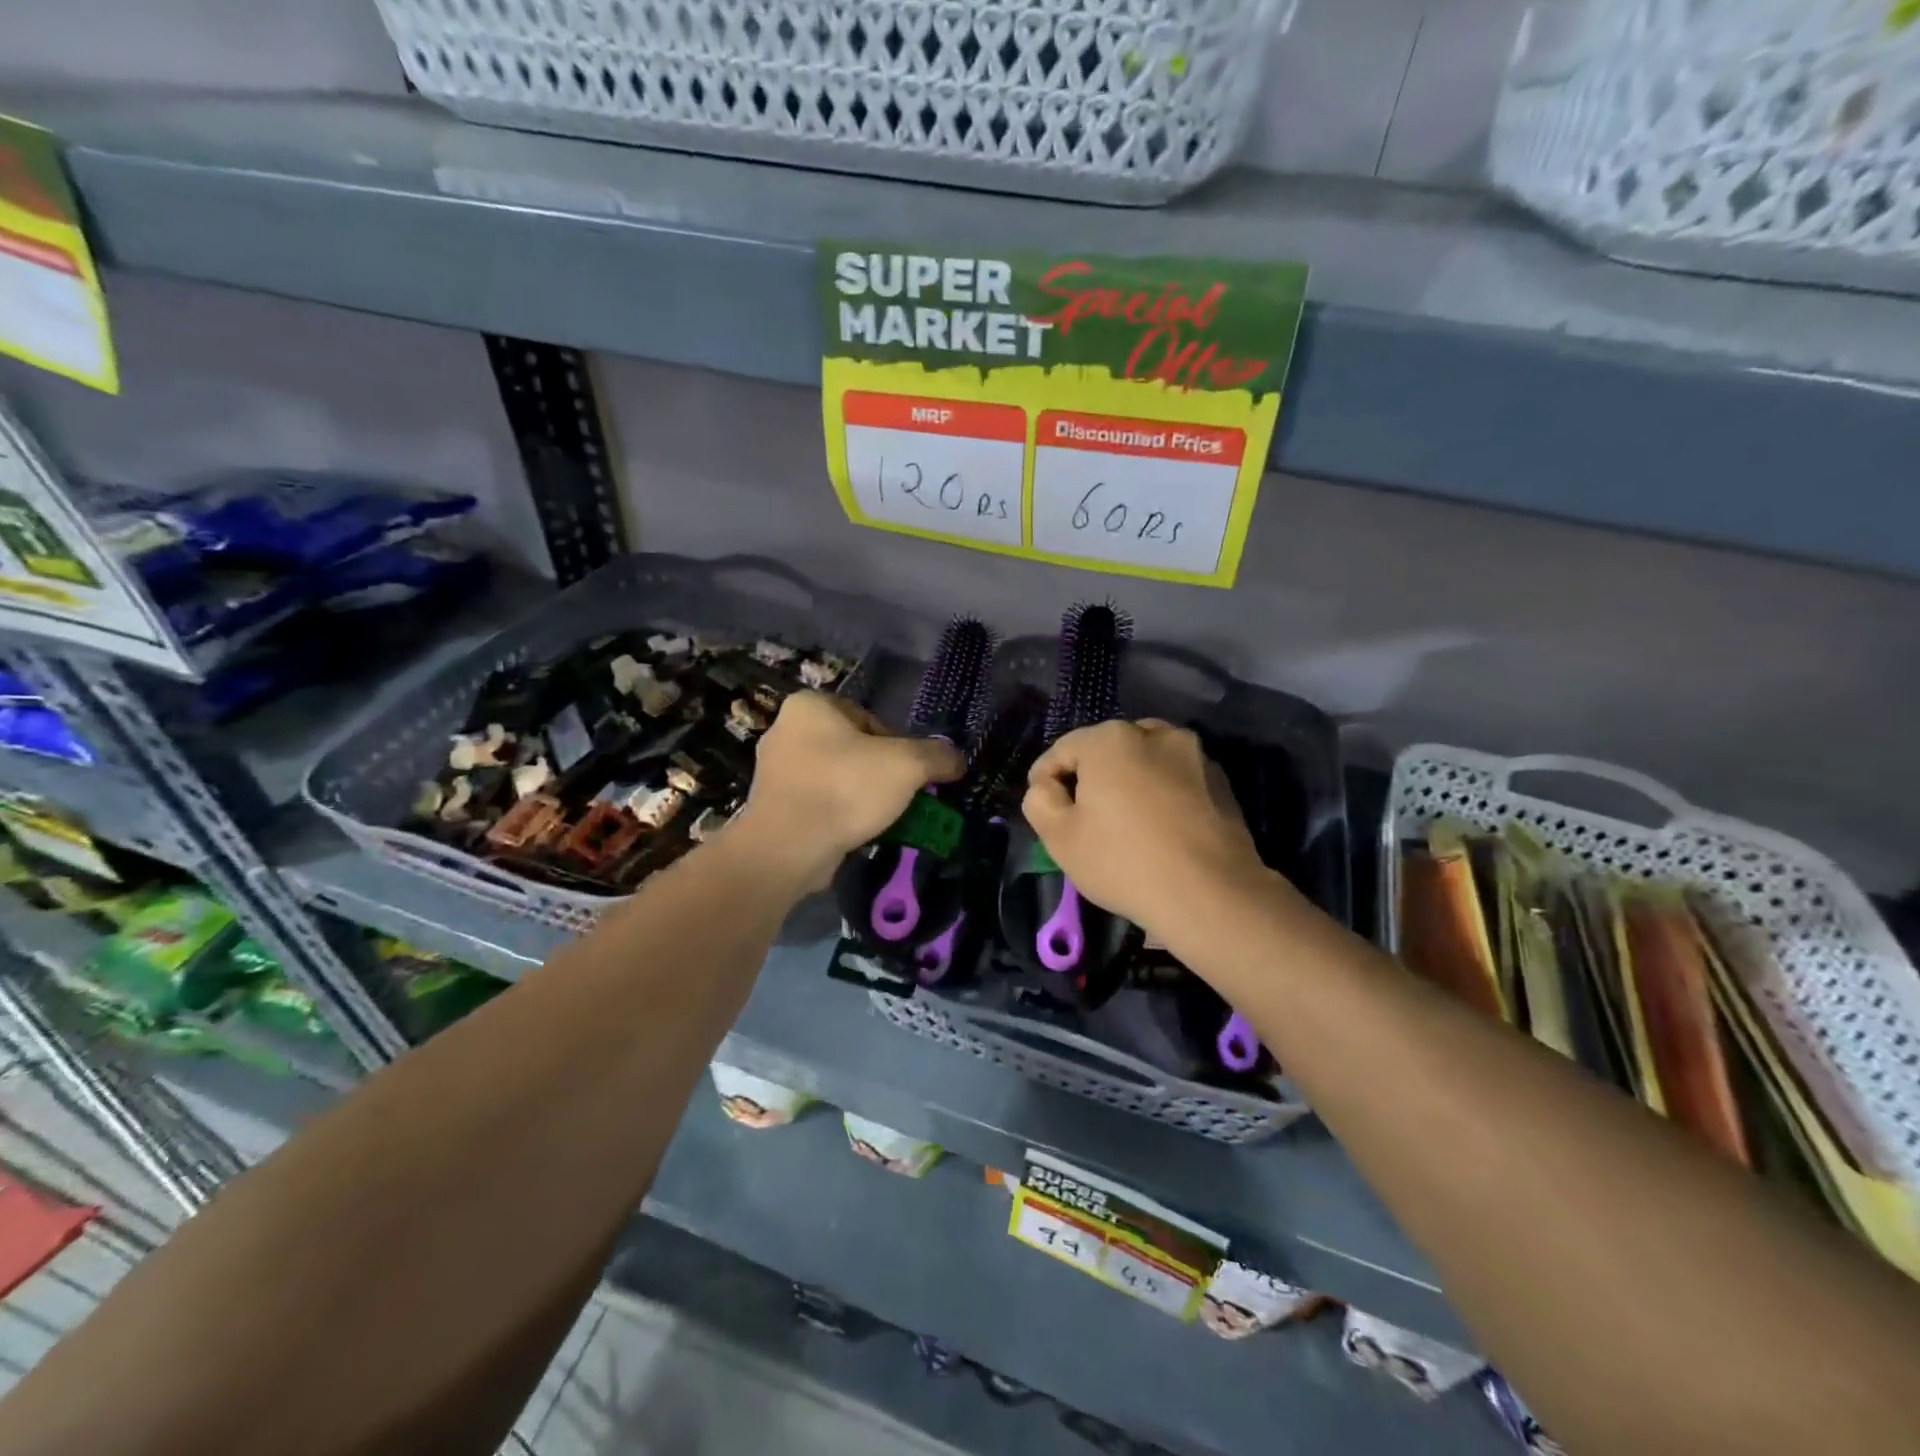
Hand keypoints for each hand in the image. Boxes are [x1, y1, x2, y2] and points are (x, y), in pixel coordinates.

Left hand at [730, 693, 962, 889]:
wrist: (788, 848)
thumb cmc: (846, 789)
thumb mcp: (907, 765)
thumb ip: (937, 756)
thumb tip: (956, 759)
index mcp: (810, 706)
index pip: (869, 719)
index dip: (896, 746)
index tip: (908, 774)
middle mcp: (784, 730)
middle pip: (852, 749)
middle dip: (878, 774)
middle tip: (898, 799)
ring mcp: (773, 771)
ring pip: (835, 778)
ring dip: (859, 797)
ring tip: (879, 820)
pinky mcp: (771, 807)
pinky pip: (817, 805)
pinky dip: (837, 816)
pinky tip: (854, 835)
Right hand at [1022, 719, 1267, 937]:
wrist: (1211, 894)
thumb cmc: (1124, 861)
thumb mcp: (1059, 837)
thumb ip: (1039, 800)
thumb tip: (1047, 787)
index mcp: (1110, 739)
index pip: (1062, 751)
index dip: (1045, 780)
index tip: (1045, 810)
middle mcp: (1154, 733)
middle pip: (1107, 751)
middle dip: (1091, 778)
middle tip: (1085, 818)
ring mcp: (1194, 754)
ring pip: (1145, 761)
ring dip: (1130, 782)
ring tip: (1126, 822)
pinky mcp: (1221, 780)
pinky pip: (1176, 778)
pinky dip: (1162, 793)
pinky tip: (1161, 829)